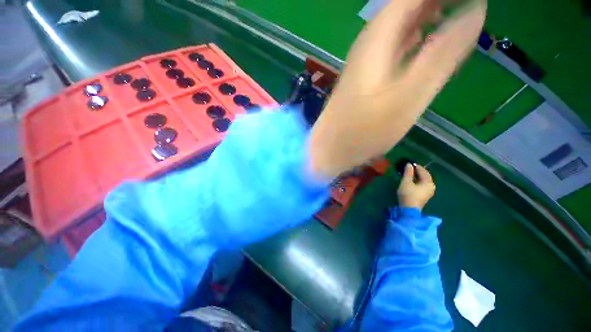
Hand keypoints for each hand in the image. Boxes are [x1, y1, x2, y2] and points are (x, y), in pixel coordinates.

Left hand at [309, 0, 485, 177]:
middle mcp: (370, 42)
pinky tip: (427, 42)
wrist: (329, 149)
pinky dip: (415, 39)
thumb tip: (475, 10)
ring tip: (456, 14)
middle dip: (438, 2)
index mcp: (379, 37)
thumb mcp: (407, 96)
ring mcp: (366, 61)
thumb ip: (441, 54)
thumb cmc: (363, 131)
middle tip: (468, 6)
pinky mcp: (365, 78)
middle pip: (408, 5)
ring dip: (428, 15)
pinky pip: (395, 48)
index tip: (470, 0)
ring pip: (401, 25)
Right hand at [397, 164, 435, 209]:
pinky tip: (411, 181)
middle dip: (418, 171)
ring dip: (417, 176)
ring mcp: (429, 191)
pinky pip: (423, 185)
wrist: (409, 209)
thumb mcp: (406, 182)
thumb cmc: (408, 194)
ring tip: (409, 174)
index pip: (423, 171)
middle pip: (425, 176)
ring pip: (424, 180)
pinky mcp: (425, 195)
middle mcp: (431, 186)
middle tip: (409, 168)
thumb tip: (409, 164)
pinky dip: (418, 181)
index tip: (409, 163)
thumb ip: (408, 172)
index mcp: (428, 182)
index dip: (416, 166)